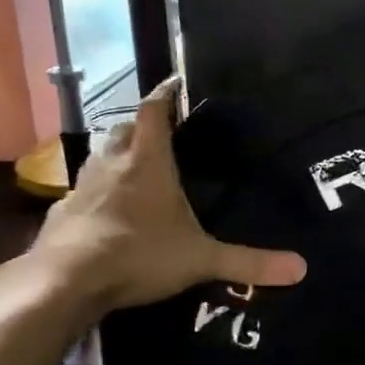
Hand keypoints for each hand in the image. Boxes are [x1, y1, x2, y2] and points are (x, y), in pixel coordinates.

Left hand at [29, 80, 307, 311]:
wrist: (65, 282)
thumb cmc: (139, 255)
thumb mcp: (201, 259)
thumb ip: (248, 262)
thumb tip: (301, 268)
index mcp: (147, 162)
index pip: (154, 111)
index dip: (166, 94)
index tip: (176, 82)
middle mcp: (112, 164)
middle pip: (124, 129)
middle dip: (142, 126)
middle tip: (161, 133)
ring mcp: (82, 186)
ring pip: (100, 156)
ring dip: (117, 154)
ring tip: (135, 167)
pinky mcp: (62, 212)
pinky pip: (82, 190)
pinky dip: (96, 191)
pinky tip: (105, 211)